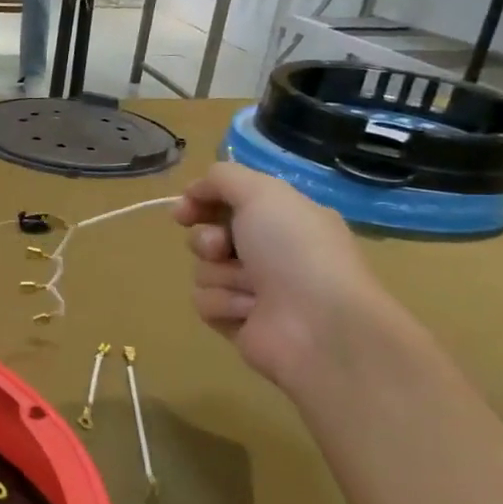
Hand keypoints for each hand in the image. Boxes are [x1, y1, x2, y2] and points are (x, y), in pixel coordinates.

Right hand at [173, 162, 393, 388]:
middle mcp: (269, 252)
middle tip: (222, 247)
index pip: (229, 201)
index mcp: (284, 218)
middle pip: (208, 236)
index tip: (184, 209)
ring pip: (203, 270)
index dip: (202, 201)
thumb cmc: (295, 251)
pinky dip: (224, 304)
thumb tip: (194, 189)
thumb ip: (224, 178)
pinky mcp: (239, 322)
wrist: (318, 325)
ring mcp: (254, 289)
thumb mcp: (263, 194)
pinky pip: (205, 303)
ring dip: (221, 275)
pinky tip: (250, 311)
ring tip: (252, 288)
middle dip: (207, 240)